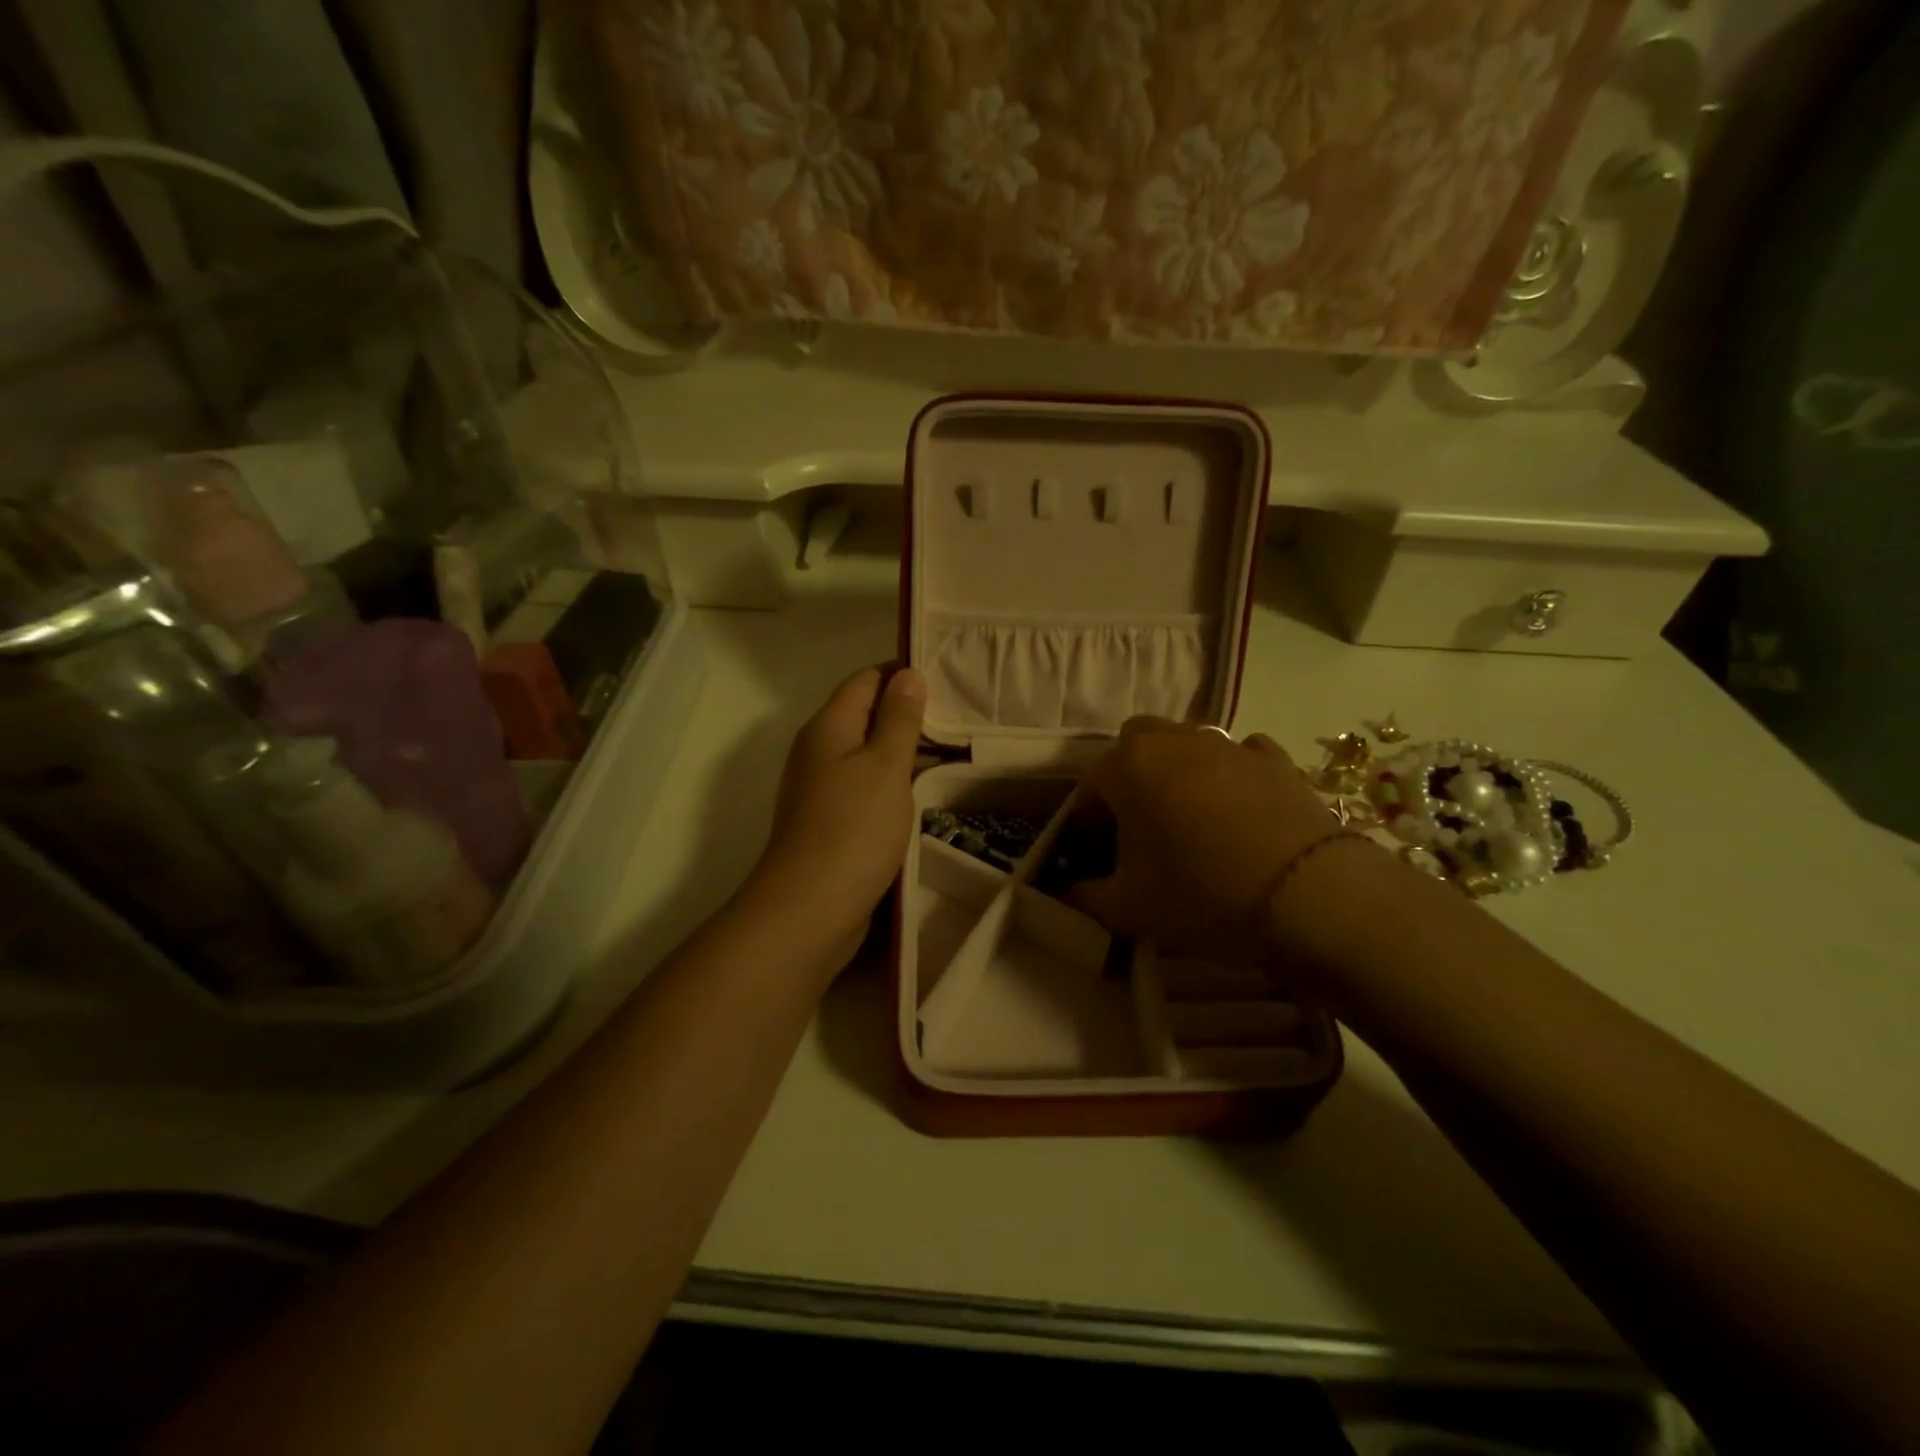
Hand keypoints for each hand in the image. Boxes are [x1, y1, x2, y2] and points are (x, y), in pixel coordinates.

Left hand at [748, 665, 926, 972]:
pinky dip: (891, 781)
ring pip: (866, 753)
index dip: (902, 674)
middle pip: (864, 715)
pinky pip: (864, 786)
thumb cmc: (853, 828)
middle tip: (959, 717)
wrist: (809, 910)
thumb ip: (899, 719)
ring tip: (951, 751)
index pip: (865, 680)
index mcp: (828, 727)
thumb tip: (908, 675)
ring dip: (902, 750)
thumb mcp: (885, 765)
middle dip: (907, 712)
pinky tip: (920, 792)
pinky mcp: (829, 821)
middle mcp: (818, 751)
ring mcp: (821, 788)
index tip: (947, 678)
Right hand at [1068, 717, 1342, 961]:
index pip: (1090, 787)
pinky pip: (1239, 756)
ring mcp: (1229, 744)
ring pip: (1187, 744)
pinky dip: (1231, 775)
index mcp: (1128, 766)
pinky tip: (1240, 811)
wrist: (1308, 895)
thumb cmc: (1200, 893)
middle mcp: (1173, 740)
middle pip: (1135, 745)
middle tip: (1140, 827)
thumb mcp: (1128, 908)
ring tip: (1191, 821)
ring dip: (1177, 772)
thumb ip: (1086, 898)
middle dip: (1129, 778)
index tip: (1098, 857)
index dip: (1087, 823)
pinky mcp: (1275, 759)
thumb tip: (1071, 895)